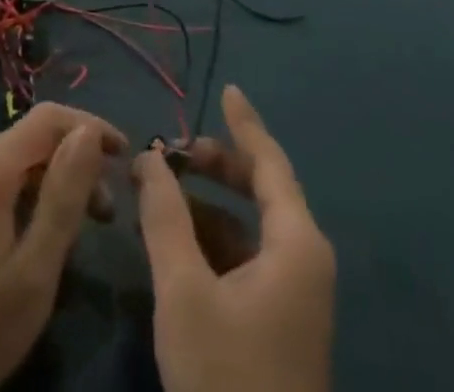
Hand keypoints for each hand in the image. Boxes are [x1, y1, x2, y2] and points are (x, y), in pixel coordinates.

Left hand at [0, 103, 125, 391]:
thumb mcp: (33, 273)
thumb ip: (64, 197)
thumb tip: (88, 133)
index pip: (49, 117)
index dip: (92, 126)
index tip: (126, 155)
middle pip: (30, 139)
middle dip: (74, 163)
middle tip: (106, 213)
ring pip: (10, 161)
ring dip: (49, 182)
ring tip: (76, 230)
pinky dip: (21, 194)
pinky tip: (31, 237)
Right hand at [135, 86, 334, 391]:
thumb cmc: (226, 375)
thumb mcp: (184, 289)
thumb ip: (164, 214)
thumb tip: (150, 156)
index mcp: (296, 243)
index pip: (269, 162)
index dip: (245, 123)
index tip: (226, 89)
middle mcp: (304, 260)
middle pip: (261, 190)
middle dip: (217, 165)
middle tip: (173, 152)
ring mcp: (294, 295)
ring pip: (250, 227)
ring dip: (208, 205)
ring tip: (160, 194)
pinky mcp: (279, 323)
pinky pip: (247, 258)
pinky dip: (213, 239)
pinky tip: (175, 241)